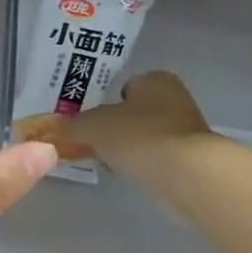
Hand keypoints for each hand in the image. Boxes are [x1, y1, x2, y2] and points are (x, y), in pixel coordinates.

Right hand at [74, 71, 219, 183]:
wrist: (185, 172)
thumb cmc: (138, 136)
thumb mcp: (94, 127)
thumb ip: (75, 124)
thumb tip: (58, 127)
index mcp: (155, 78)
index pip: (124, 85)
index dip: (105, 102)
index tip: (90, 122)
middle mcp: (175, 97)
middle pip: (137, 110)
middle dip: (118, 125)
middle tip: (96, 142)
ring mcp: (187, 128)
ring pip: (149, 133)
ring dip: (133, 145)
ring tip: (112, 161)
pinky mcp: (193, 156)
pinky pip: (160, 155)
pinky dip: (146, 162)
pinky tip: (134, 173)